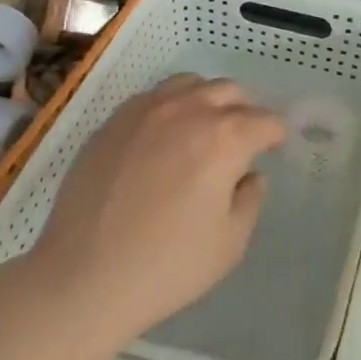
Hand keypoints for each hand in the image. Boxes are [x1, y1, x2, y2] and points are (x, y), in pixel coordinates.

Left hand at [22, 74, 285, 358]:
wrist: (84, 276)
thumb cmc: (168, 266)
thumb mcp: (230, 243)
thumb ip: (251, 199)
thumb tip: (250, 175)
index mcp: (224, 138)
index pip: (265, 121)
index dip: (276, 135)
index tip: (275, 149)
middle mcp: (187, 110)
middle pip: (230, 91)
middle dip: (245, 111)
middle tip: (242, 141)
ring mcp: (145, 110)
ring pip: (190, 83)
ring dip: (207, 100)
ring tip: (203, 130)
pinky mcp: (114, 120)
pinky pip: (153, 97)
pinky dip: (171, 106)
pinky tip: (164, 137)